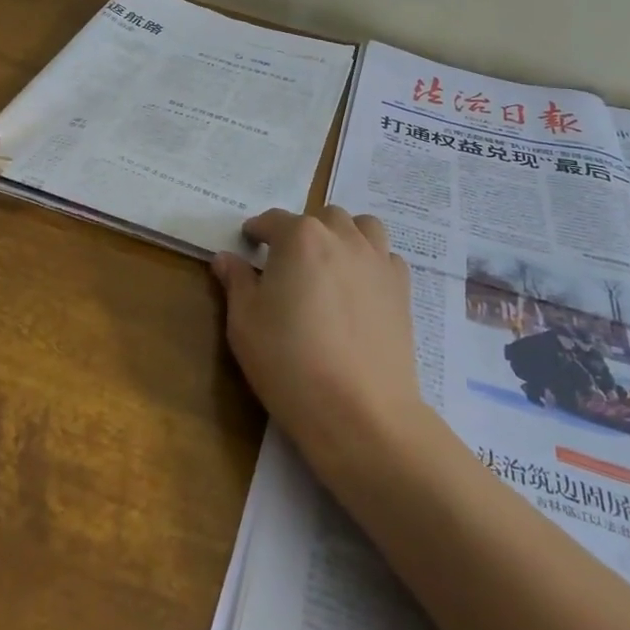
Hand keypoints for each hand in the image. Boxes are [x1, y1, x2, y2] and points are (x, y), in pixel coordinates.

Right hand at [211, 207, 424, 475]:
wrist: (360, 411)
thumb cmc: (289, 362)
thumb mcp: (244, 322)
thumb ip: (236, 282)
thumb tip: (226, 258)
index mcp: (300, 237)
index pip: (273, 221)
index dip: (257, 231)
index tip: (248, 242)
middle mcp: (342, 237)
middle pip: (321, 218)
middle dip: (302, 231)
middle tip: (287, 261)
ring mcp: (377, 260)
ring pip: (362, 227)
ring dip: (343, 235)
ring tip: (329, 262)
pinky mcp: (402, 288)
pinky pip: (386, 257)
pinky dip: (371, 261)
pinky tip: (359, 287)